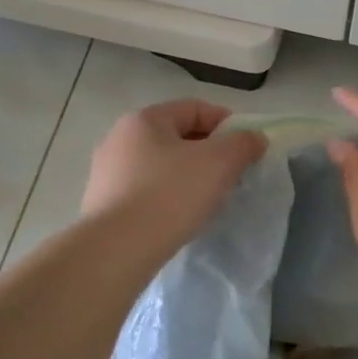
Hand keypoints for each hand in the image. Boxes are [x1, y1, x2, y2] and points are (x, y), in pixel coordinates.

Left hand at [81, 99, 266, 254]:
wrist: (116, 250)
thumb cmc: (170, 195)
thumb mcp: (218, 163)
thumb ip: (242, 144)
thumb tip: (254, 138)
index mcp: (144, 119)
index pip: (194, 108)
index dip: (227, 123)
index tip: (247, 148)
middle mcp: (119, 139)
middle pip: (176, 136)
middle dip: (209, 152)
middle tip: (232, 174)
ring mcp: (106, 172)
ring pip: (161, 165)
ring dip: (188, 175)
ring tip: (209, 198)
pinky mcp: (103, 204)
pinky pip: (145, 191)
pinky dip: (167, 197)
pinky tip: (180, 217)